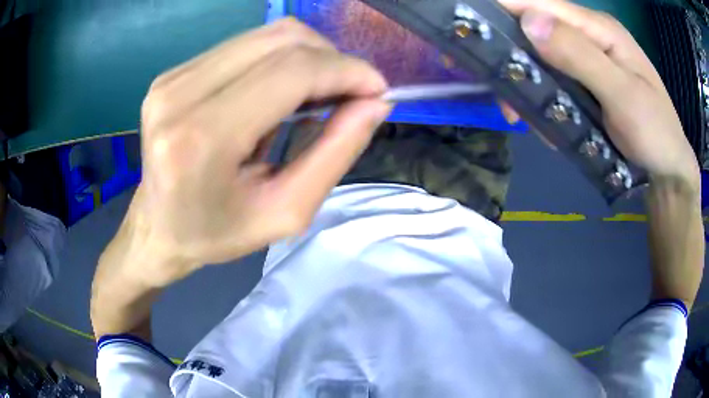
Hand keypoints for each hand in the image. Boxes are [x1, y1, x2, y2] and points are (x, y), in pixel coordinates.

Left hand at [99, 18, 390, 288]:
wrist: (157, 228)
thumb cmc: (216, 233)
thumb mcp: (285, 211)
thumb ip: (336, 153)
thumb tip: (375, 103)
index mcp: (201, 138)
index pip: (291, 71)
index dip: (346, 71)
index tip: (377, 90)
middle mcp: (180, 94)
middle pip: (281, 40)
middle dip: (331, 60)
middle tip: (349, 95)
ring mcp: (172, 78)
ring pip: (265, 35)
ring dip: (307, 57)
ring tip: (315, 96)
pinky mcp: (173, 72)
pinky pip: (244, 46)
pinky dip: (277, 60)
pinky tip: (277, 93)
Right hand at [499, 0, 700, 189]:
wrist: (668, 169)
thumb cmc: (655, 134)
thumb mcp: (624, 96)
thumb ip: (581, 57)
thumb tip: (529, 21)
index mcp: (599, 29)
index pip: (542, 3)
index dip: (504, 7)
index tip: (468, 22)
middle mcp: (588, 36)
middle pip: (535, 28)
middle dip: (511, 52)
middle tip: (496, 88)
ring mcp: (586, 60)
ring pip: (540, 57)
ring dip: (526, 83)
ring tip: (521, 115)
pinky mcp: (585, 82)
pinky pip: (553, 81)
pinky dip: (542, 100)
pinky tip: (545, 122)